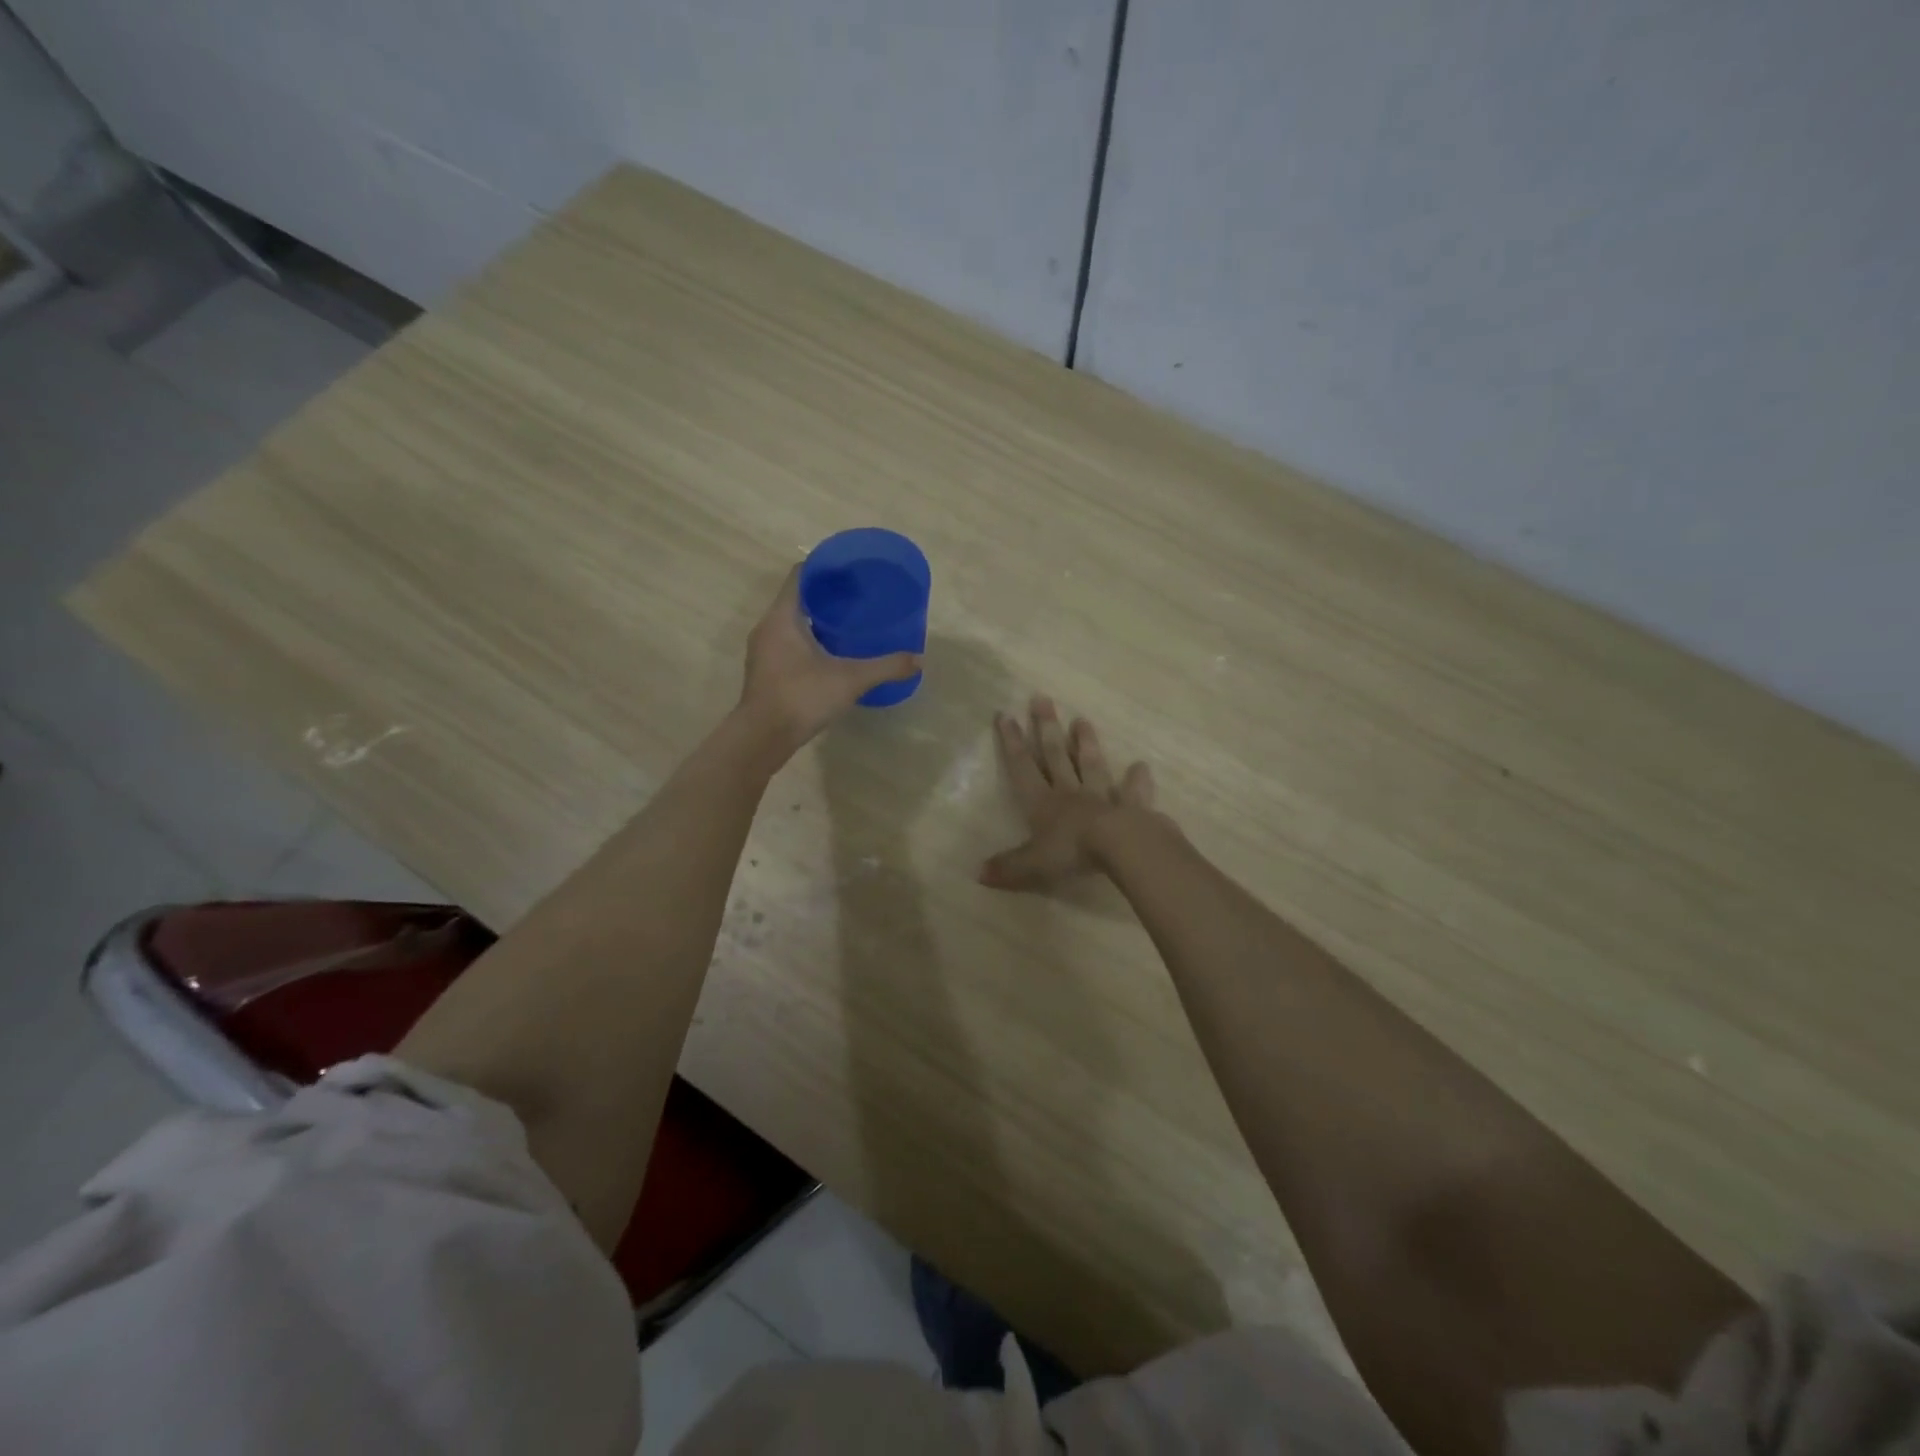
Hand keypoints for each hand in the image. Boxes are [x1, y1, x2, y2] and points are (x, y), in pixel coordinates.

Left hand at [737, 566, 920, 757]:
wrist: (762, 738)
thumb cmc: (802, 697)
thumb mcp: (851, 680)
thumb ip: (886, 667)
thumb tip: (920, 660)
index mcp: (783, 617)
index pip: (800, 575)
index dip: (824, 567)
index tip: (849, 570)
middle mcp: (767, 627)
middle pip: (796, 598)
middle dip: (825, 595)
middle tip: (856, 597)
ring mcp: (762, 650)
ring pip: (790, 623)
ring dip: (815, 620)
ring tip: (847, 623)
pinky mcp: (765, 671)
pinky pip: (787, 643)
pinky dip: (807, 640)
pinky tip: (830, 653)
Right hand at [980, 696, 1159, 890]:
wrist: (1121, 847)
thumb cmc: (1071, 852)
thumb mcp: (1032, 865)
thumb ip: (1008, 867)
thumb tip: (978, 873)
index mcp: (1043, 803)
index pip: (1023, 768)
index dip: (1012, 742)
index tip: (1006, 715)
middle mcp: (1070, 793)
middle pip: (1056, 756)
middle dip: (1046, 727)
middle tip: (1042, 699)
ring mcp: (1102, 796)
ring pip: (1091, 765)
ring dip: (1086, 743)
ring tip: (1083, 720)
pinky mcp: (1132, 807)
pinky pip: (1133, 791)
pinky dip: (1136, 779)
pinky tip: (1141, 766)